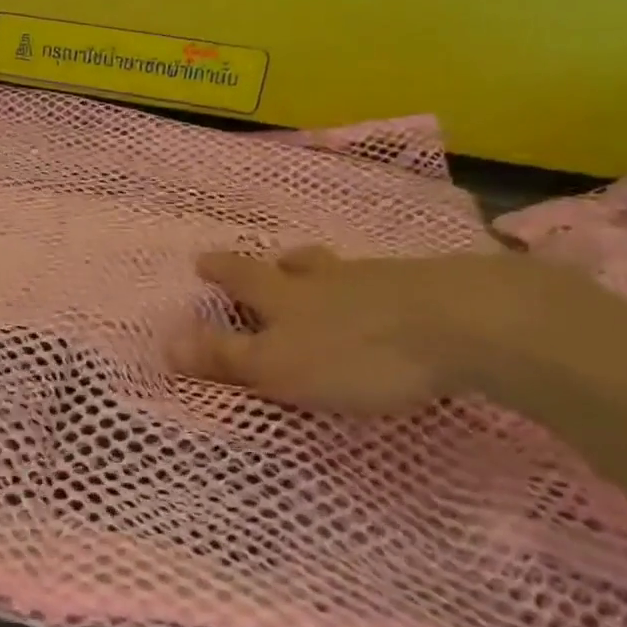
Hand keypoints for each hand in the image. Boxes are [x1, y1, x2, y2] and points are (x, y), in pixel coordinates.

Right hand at [176, 245, 541, 412]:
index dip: (219, 270)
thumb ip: (225, 358)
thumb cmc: (356, 353)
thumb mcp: (279, 367)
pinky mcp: (427, 288)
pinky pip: (388, 282)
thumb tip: (164, 343)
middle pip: (295, 266)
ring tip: (324, 277)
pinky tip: (389, 301)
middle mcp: (327, 279)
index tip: (201, 260)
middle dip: (277, 266)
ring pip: (341, 270)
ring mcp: (379, 278)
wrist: (462, 324)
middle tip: (273, 264)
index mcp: (286, 296)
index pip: (242, 278)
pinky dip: (376, 288)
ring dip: (325, 273)